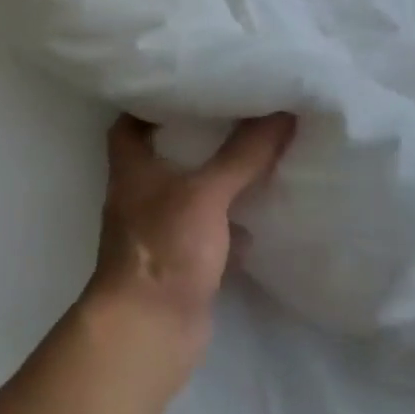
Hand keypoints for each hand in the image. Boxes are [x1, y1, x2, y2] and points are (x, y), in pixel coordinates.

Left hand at [83, 113, 296, 389]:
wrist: (149, 330)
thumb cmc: (165, 247)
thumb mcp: (206, 192)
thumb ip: (243, 154)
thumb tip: (283, 111)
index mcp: (132, 166)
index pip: (132, 120)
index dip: (154, 100)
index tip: (191, 83)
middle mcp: (140, 193)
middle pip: (166, 155)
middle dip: (198, 138)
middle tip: (237, 113)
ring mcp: (160, 230)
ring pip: (191, 194)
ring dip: (218, 180)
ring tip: (257, 154)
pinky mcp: (180, 262)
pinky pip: (209, 232)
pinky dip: (232, 224)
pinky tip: (262, 214)